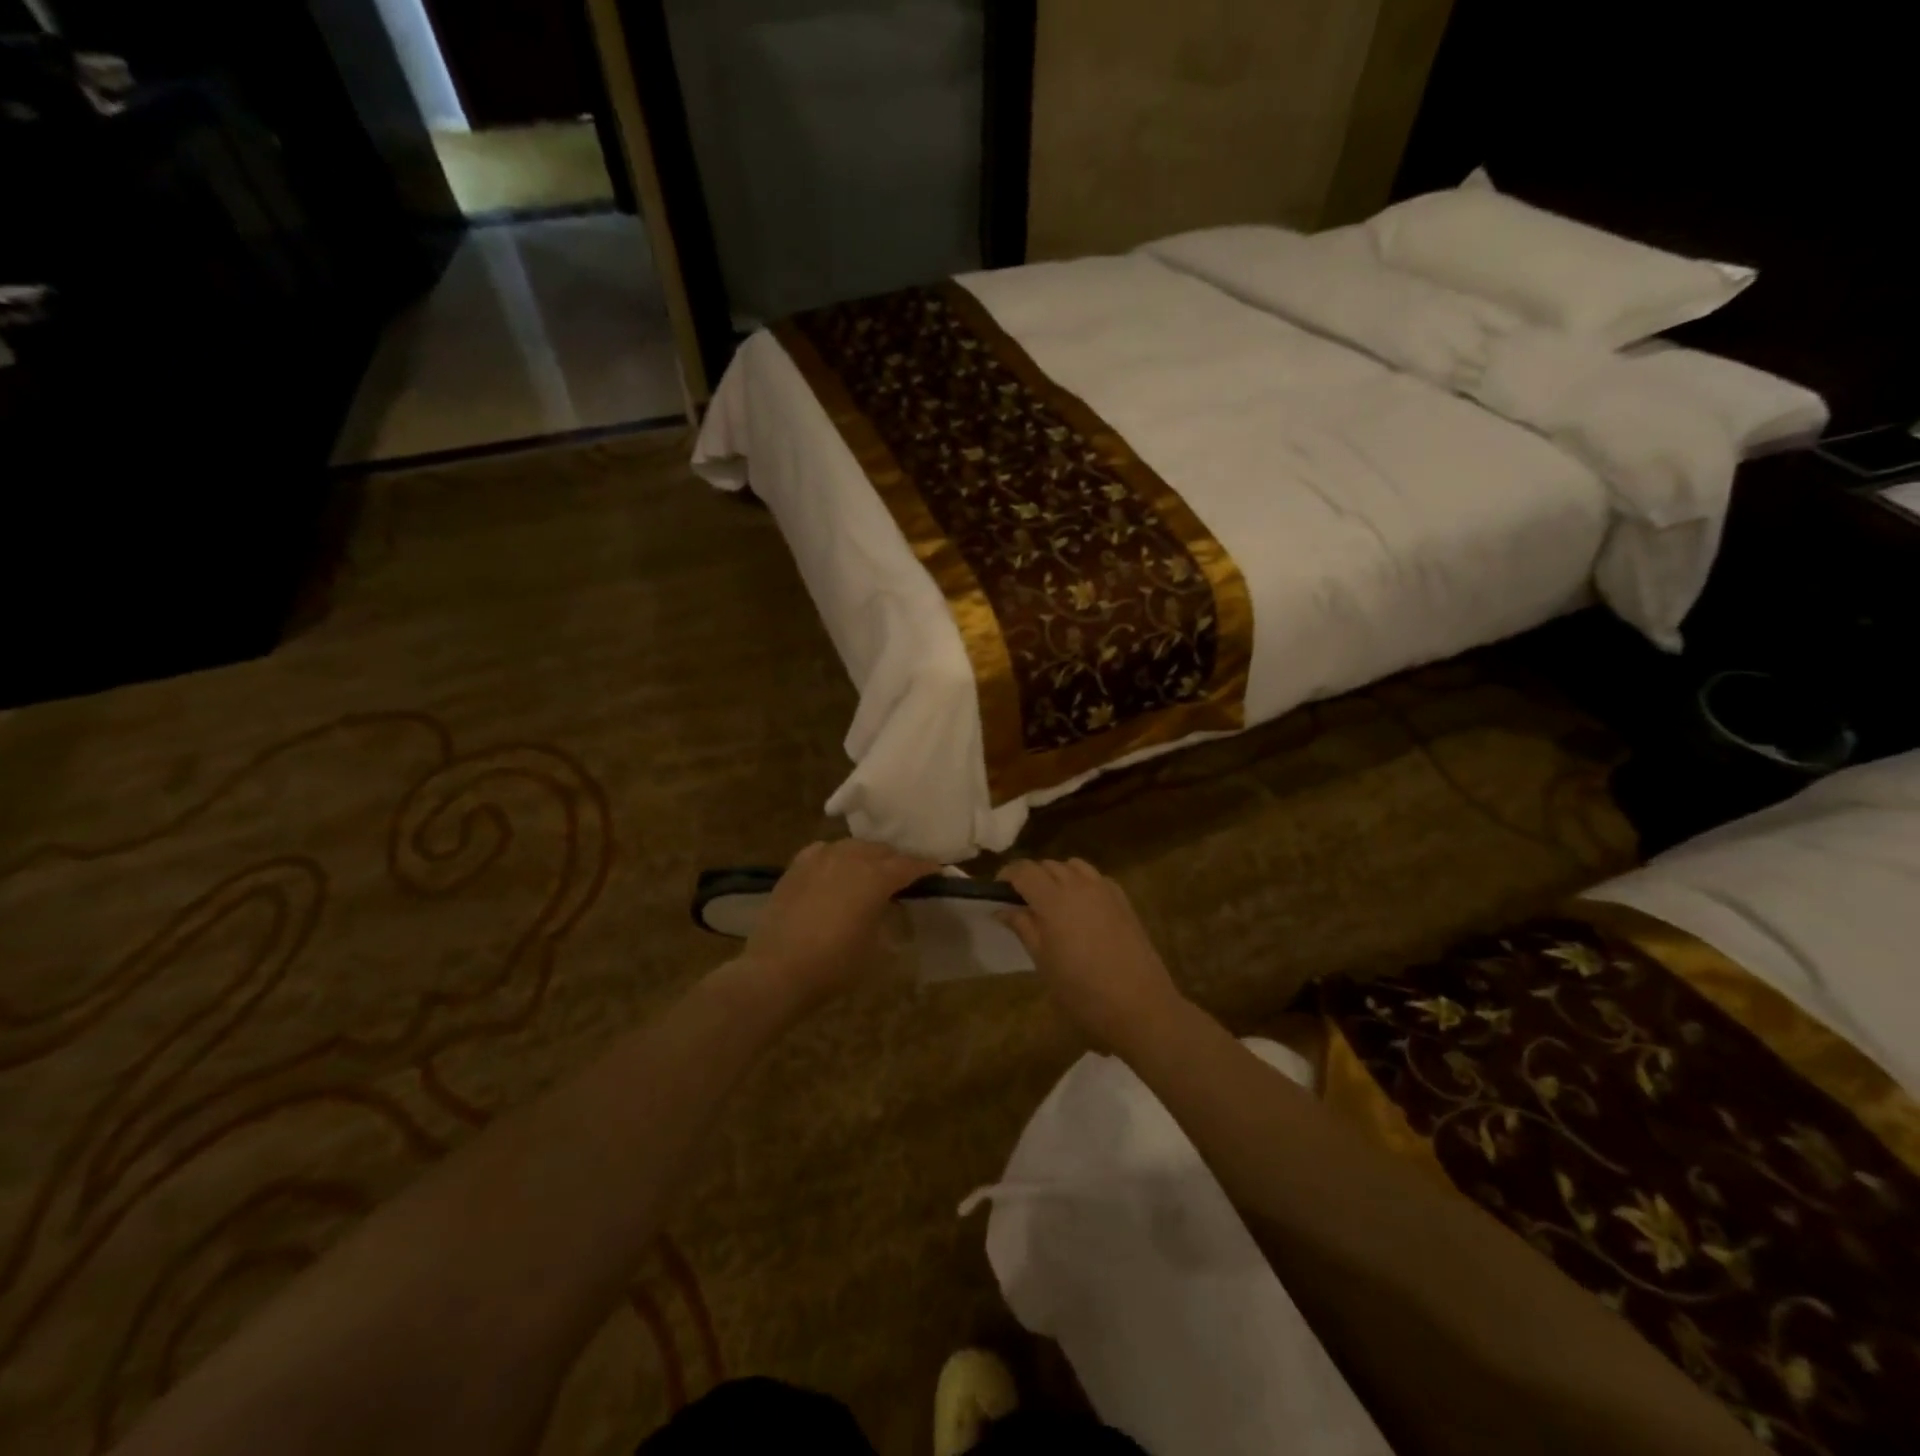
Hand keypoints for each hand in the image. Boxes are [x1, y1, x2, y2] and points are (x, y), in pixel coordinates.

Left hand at [739, 839, 937, 1009]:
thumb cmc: (834, 965)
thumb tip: (894, 910)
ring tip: (871, 871)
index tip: (937, 873)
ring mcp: (820, 859)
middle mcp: (850, 858)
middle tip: (905, 877)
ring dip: (867, 856)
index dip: (926, 868)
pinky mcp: (796, 867)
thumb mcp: (877, 950)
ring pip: (853, 846)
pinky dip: (837, 856)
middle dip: (897, 860)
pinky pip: (824, 851)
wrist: (776, 971)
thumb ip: (891, 922)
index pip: (909, 865)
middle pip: (882, 850)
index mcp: (876, 877)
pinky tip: (836, 868)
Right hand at [997, 859, 1186, 1052]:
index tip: (997, 891)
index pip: (1024, 870)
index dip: (1007, 875)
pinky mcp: (1123, 900)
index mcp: (1054, 900)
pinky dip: (1081, 882)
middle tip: (1021, 903)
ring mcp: (1105, 890)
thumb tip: (1003, 909)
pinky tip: (1081, 907)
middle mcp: (1079, 885)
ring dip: (1057, 876)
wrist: (1140, 1006)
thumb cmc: (1083, 992)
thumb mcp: (1044, 963)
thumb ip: (1024, 928)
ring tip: (1051, 902)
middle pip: (1047, 865)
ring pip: (1073, 866)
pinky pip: (1095, 878)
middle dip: (1031, 877)